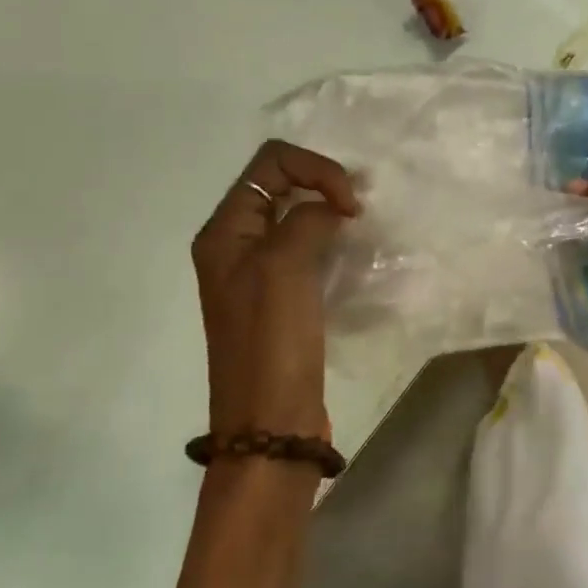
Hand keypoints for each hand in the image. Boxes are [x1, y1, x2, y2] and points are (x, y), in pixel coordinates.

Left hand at [192, 140, 360, 442]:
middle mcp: (237, 244)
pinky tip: (355, 255)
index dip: (316, 170)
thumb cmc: (271, 342)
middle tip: (360, 211)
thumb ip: (308, 219)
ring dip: (330, 213)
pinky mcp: (283, 297)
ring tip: (362, 227)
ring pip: (297, 218)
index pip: (271, 163)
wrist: (270, 423)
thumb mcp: (284, 267)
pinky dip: (332, 242)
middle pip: (282, 185)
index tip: (351, 205)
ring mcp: (260, 272)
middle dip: (324, 185)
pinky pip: (307, 250)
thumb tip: (332, 210)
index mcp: (225, 231)